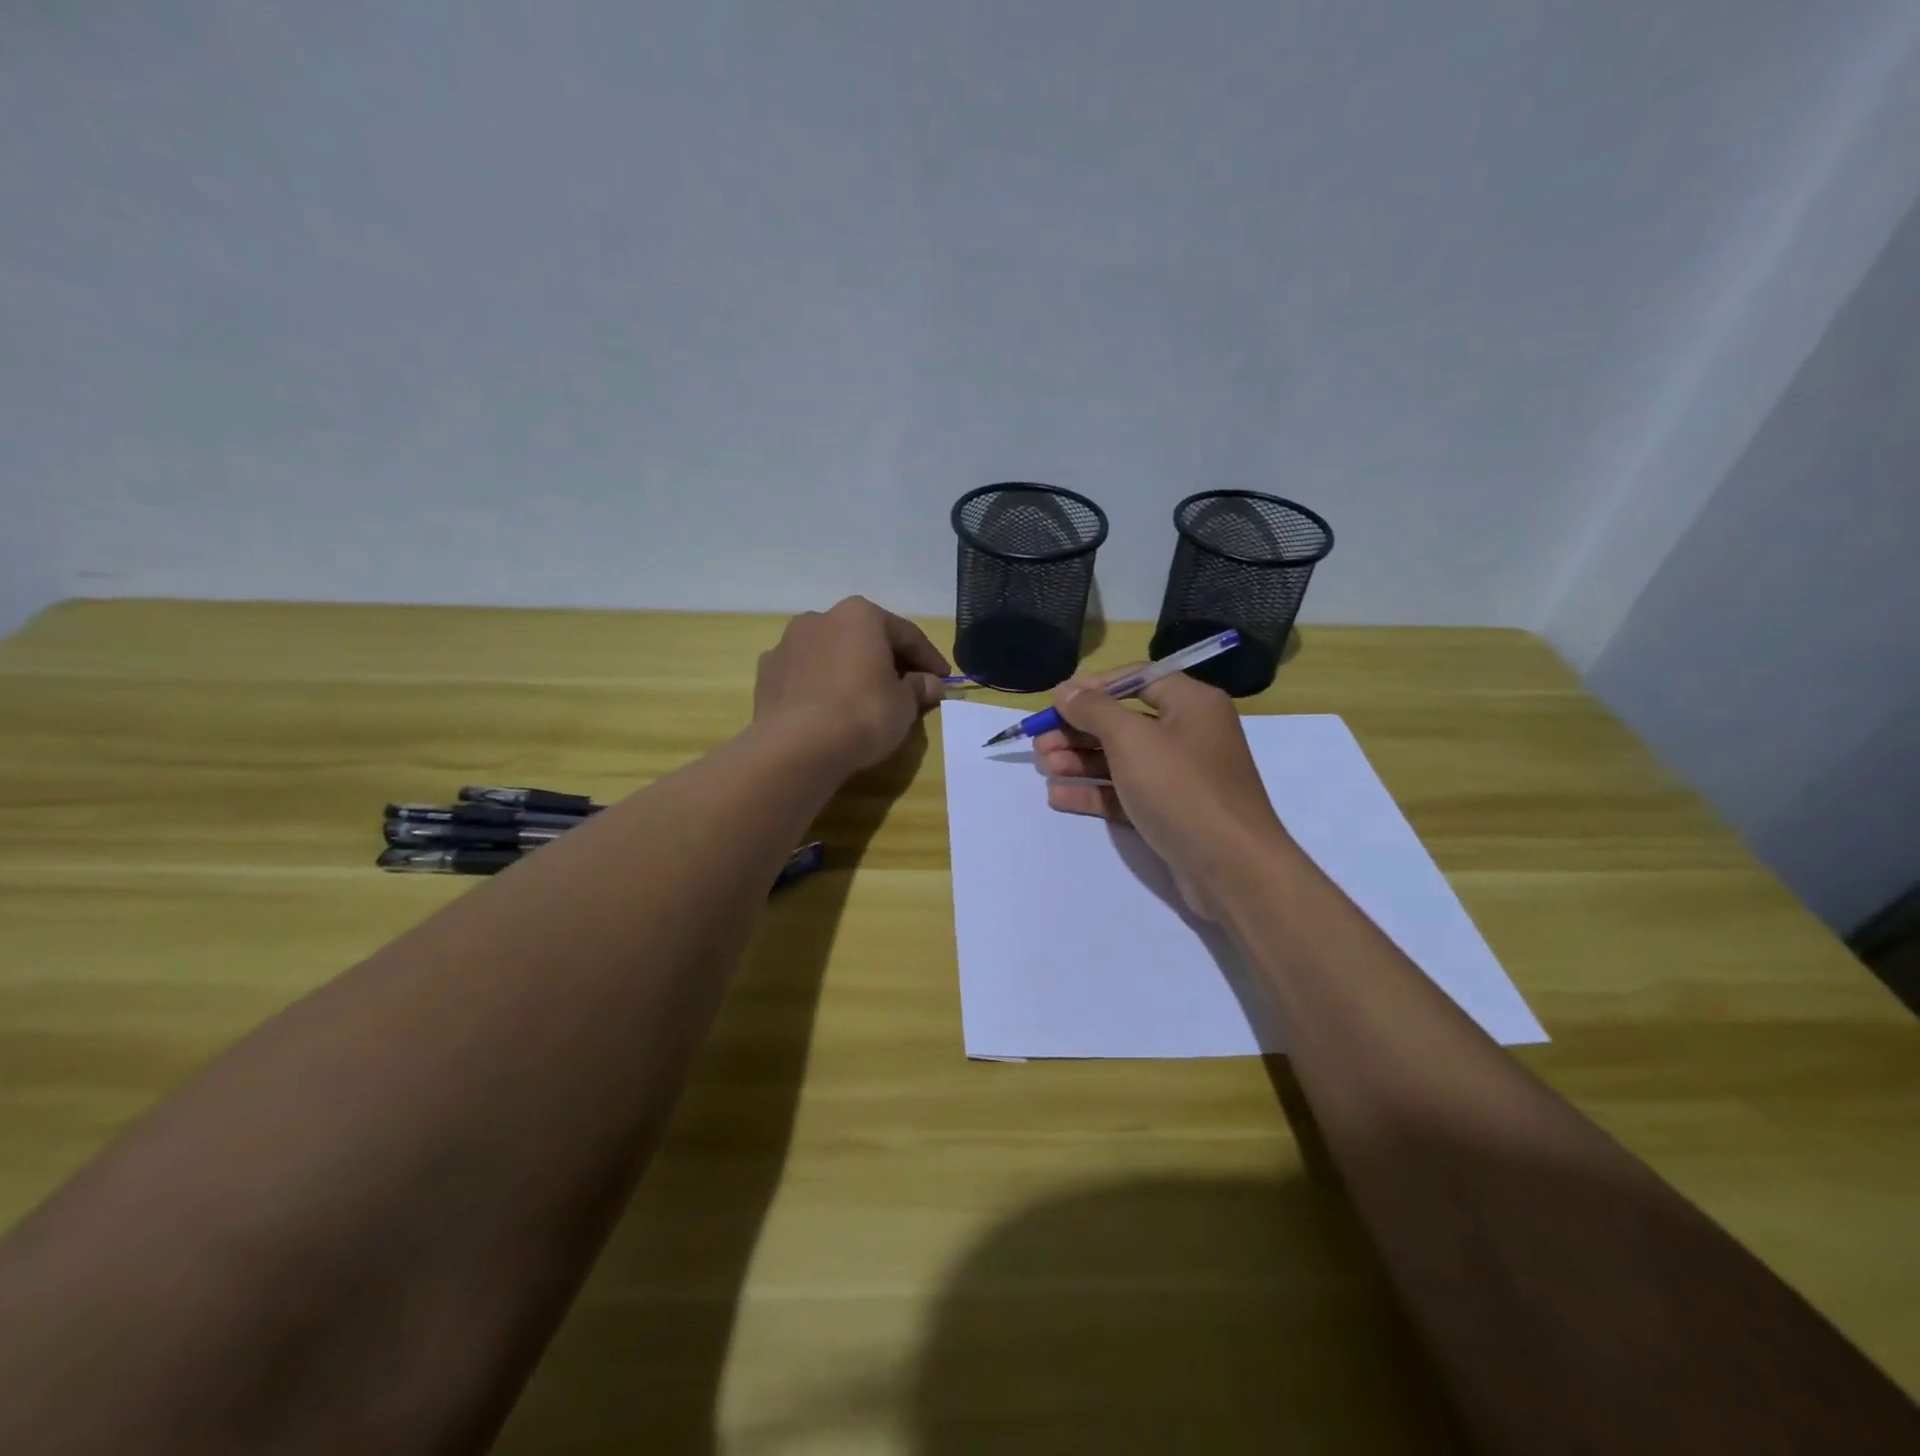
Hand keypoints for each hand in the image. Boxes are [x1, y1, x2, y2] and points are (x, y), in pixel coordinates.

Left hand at [753, 597, 950, 773]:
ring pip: (831, 652)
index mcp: (860, 615)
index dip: (929, 658)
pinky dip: (821, 684)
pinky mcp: (767, 672)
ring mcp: (788, 643)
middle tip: (907, 687)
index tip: (943, 679)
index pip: (906, 634)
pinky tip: (829, 707)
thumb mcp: (904, 704)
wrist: (797, 746)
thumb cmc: (862, 714)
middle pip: (865, 637)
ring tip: (864, 697)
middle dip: (887, 660)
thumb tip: (930, 683)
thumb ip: (919, 687)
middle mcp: (821, 618)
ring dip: (850, 669)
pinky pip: (805, 673)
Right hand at [1033, 667, 1289, 919]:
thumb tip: (1066, 689)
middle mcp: (1188, 733)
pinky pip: (1126, 793)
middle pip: (1123, 721)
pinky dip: (1095, 792)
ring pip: (1121, 759)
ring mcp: (1180, 776)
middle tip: (1039, 741)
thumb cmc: (1181, 788)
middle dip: (1078, 730)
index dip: (1093, 687)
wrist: (1232, 867)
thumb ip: (1094, 710)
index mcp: (1191, 703)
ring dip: (1080, 761)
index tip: (1056, 700)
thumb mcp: (1132, 739)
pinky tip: (1059, 796)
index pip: (1136, 679)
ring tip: (1044, 766)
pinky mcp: (1170, 812)